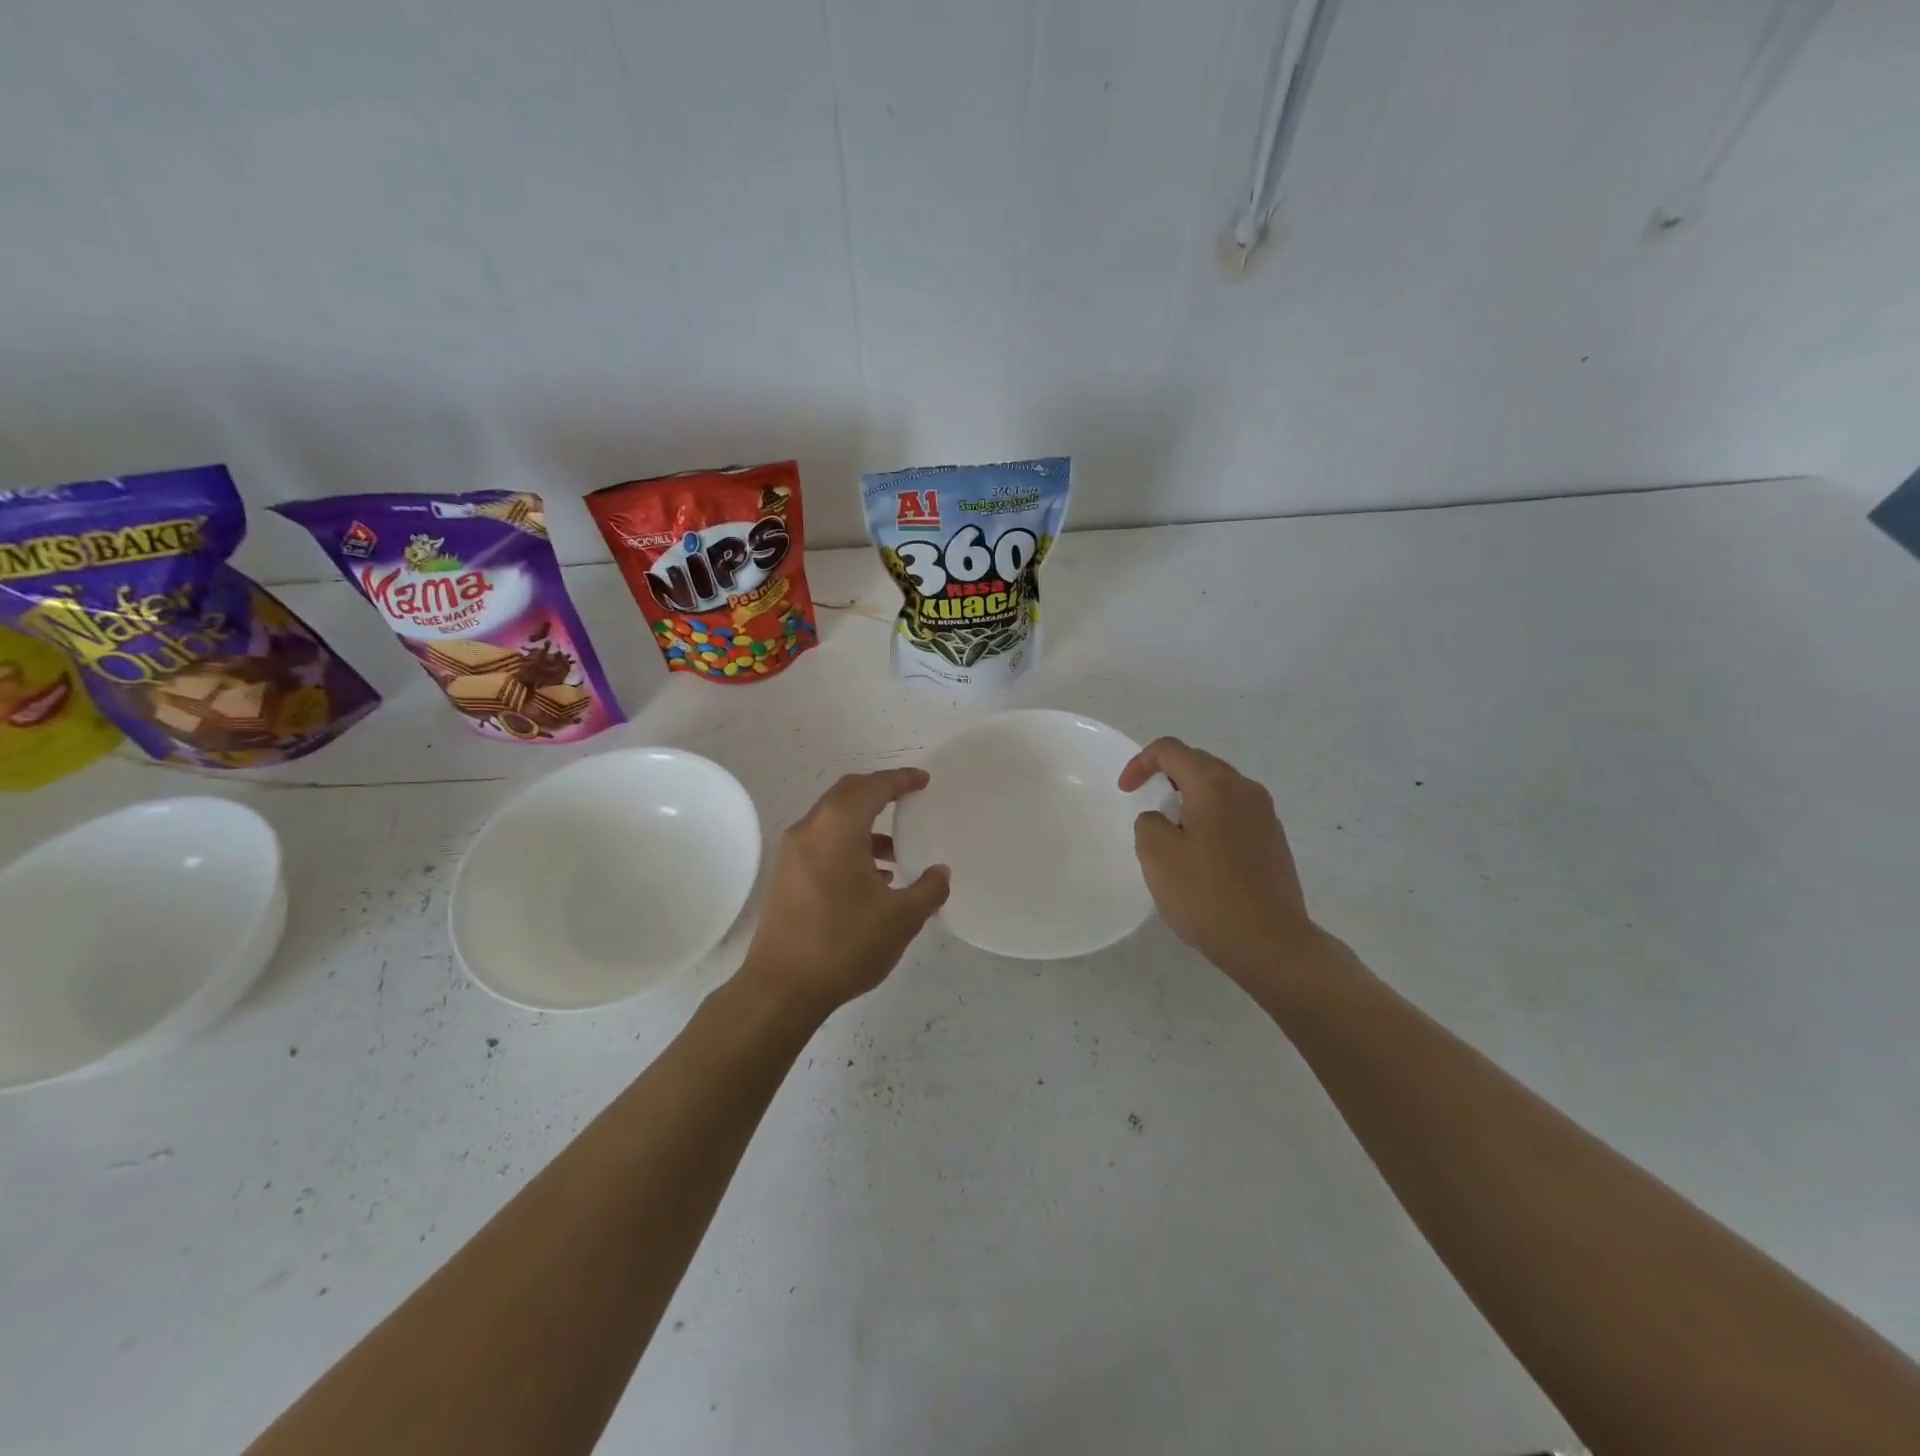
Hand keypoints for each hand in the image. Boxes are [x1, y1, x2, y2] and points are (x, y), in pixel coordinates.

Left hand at [735, 769, 950, 1016]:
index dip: (900, 780)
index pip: (873, 787)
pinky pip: (822, 843)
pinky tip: (871, 880)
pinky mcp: (786, 877)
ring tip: (896, 853)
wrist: (781, 989)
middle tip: (908, 800)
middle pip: (847, 794)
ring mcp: (792, 854)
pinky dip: (849, 845)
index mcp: (837, 828)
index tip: (923, 781)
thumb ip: (928, 890)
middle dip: (879, 792)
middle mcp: (810, 830)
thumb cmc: (845, 944)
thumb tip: (939, 873)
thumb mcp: (901, 919)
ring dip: (865, 825)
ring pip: (833, 820)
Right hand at [1119, 738, 1319, 983]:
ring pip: (1220, 789)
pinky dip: (1211, 818)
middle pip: (1199, 764)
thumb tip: (1163, 820)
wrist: (1270, 943)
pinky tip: (1202, 854)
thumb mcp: (1157, 856)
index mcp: (1215, 786)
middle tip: (1147, 804)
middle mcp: (1246, 790)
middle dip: (1167, 776)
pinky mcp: (1275, 841)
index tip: (1126, 792)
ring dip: (1190, 798)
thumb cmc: (1207, 895)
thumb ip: (1149, 823)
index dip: (1141, 763)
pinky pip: (1235, 813)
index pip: (1171, 750)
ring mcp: (1266, 816)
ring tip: (1173, 830)